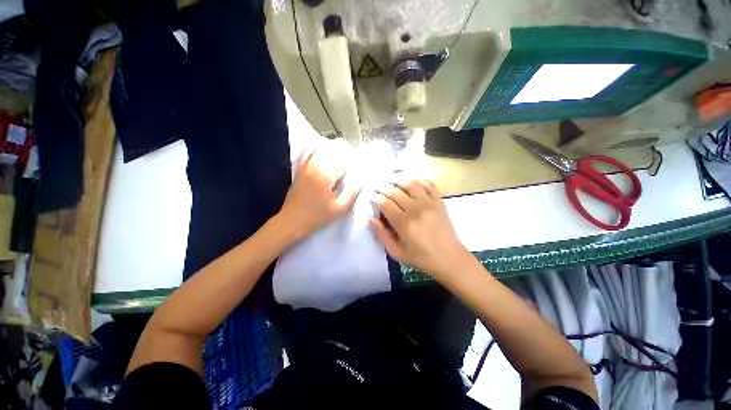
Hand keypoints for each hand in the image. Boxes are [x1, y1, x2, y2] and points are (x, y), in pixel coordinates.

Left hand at [279, 140, 359, 239]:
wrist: (292, 221)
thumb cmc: (318, 216)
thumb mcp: (340, 208)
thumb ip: (352, 192)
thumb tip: (361, 180)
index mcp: (325, 175)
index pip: (343, 159)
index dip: (353, 161)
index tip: (359, 164)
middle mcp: (314, 165)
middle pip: (331, 149)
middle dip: (343, 150)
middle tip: (351, 156)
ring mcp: (304, 166)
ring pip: (319, 147)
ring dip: (330, 147)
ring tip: (339, 150)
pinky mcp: (299, 169)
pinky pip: (306, 152)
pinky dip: (315, 147)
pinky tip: (321, 149)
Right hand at [370, 178, 470, 279]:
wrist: (449, 258)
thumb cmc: (421, 258)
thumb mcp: (396, 252)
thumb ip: (382, 235)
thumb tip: (372, 218)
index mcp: (403, 222)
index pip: (385, 203)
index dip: (376, 199)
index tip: (372, 198)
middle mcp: (415, 208)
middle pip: (395, 192)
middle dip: (384, 189)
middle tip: (379, 189)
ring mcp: (429, 203)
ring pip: (411, 184)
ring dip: (400, 181)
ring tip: (393, 183)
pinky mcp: (439, 201)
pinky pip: (429, 184)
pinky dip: (419, 181)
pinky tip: (413, 184)